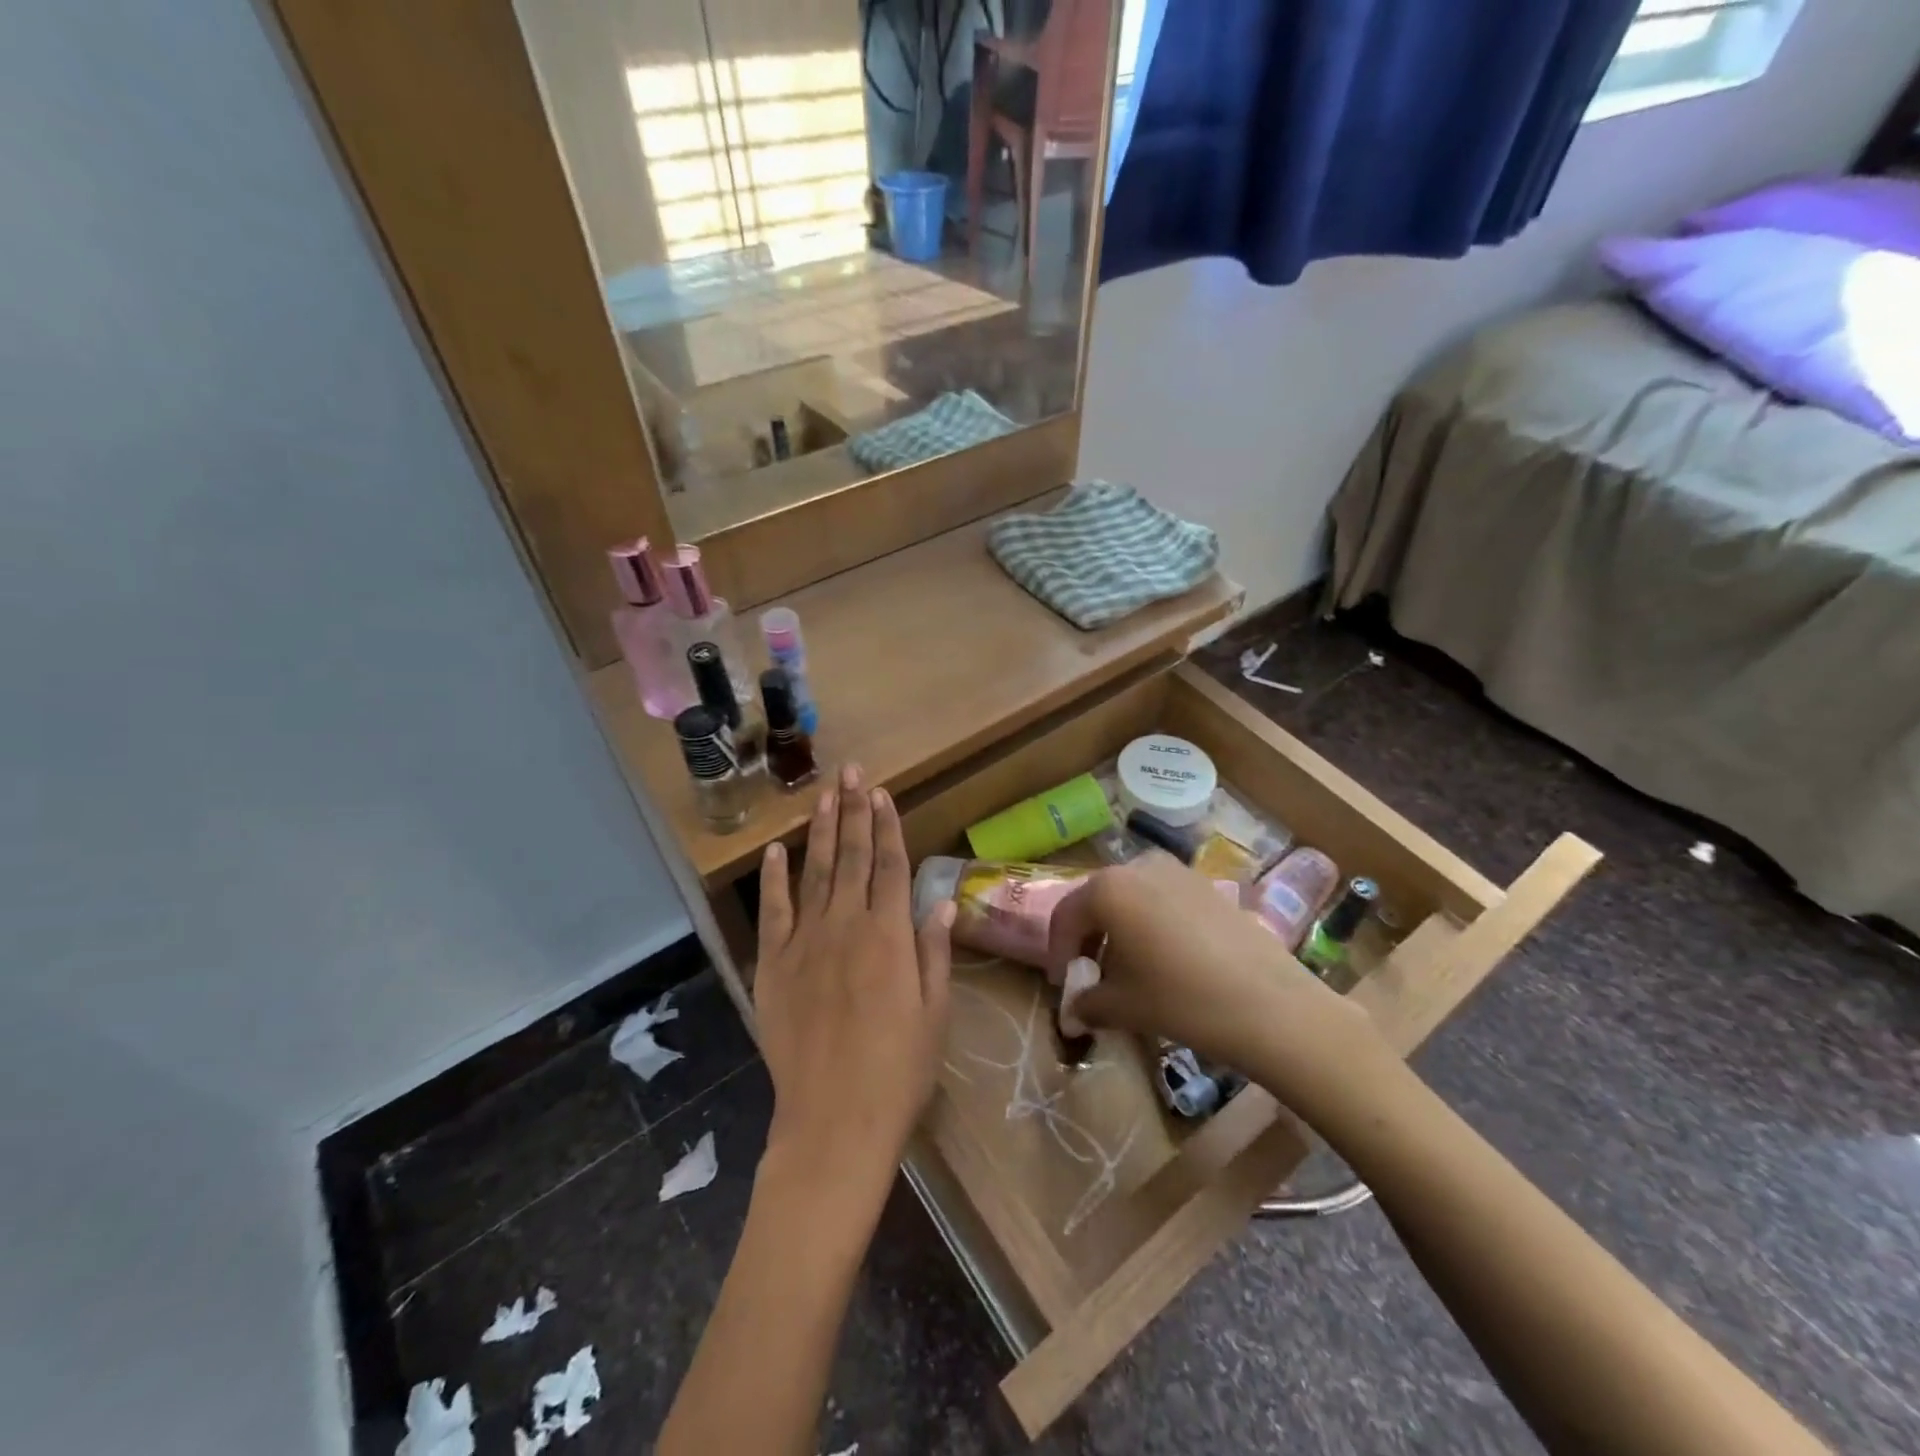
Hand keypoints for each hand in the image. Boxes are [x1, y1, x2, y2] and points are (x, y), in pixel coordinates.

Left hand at [754, 765, 952, 1204]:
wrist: (834, 1122)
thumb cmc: (898, 1072)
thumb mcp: (934, 1013)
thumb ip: (934, 952)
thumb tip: (939, 903)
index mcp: (889, 937)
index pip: (890, 866)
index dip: (886, 826)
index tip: (881, 792)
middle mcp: (846, 926)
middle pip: (851, 857)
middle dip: (853, 811)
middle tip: (851, 772)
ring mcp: (805, 943)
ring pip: (815, 873)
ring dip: (820, 831)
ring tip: (823, 794)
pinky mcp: (774, 966)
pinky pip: (774, 912)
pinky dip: (775, 879)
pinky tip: (777, 850)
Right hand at [1047, 853, 1380, 1109]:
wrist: (1271, 1005)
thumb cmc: (1181, 999)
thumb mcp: (1123, 1006)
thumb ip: (1088, 1002)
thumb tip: (1074, 1011)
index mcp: (1107, 888)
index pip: (1066, 917)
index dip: (1058, 953)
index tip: (1062, 985)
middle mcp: (1138, 866)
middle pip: (1099, 902)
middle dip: (1090, 939)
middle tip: (1092, 976)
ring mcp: (1177, 871)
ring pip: (1133, 899)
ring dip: (1122, 931)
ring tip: (1130, 971)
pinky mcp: (1208, 885)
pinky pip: (1164, 900)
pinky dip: (1152, 925)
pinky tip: (1167, 961)